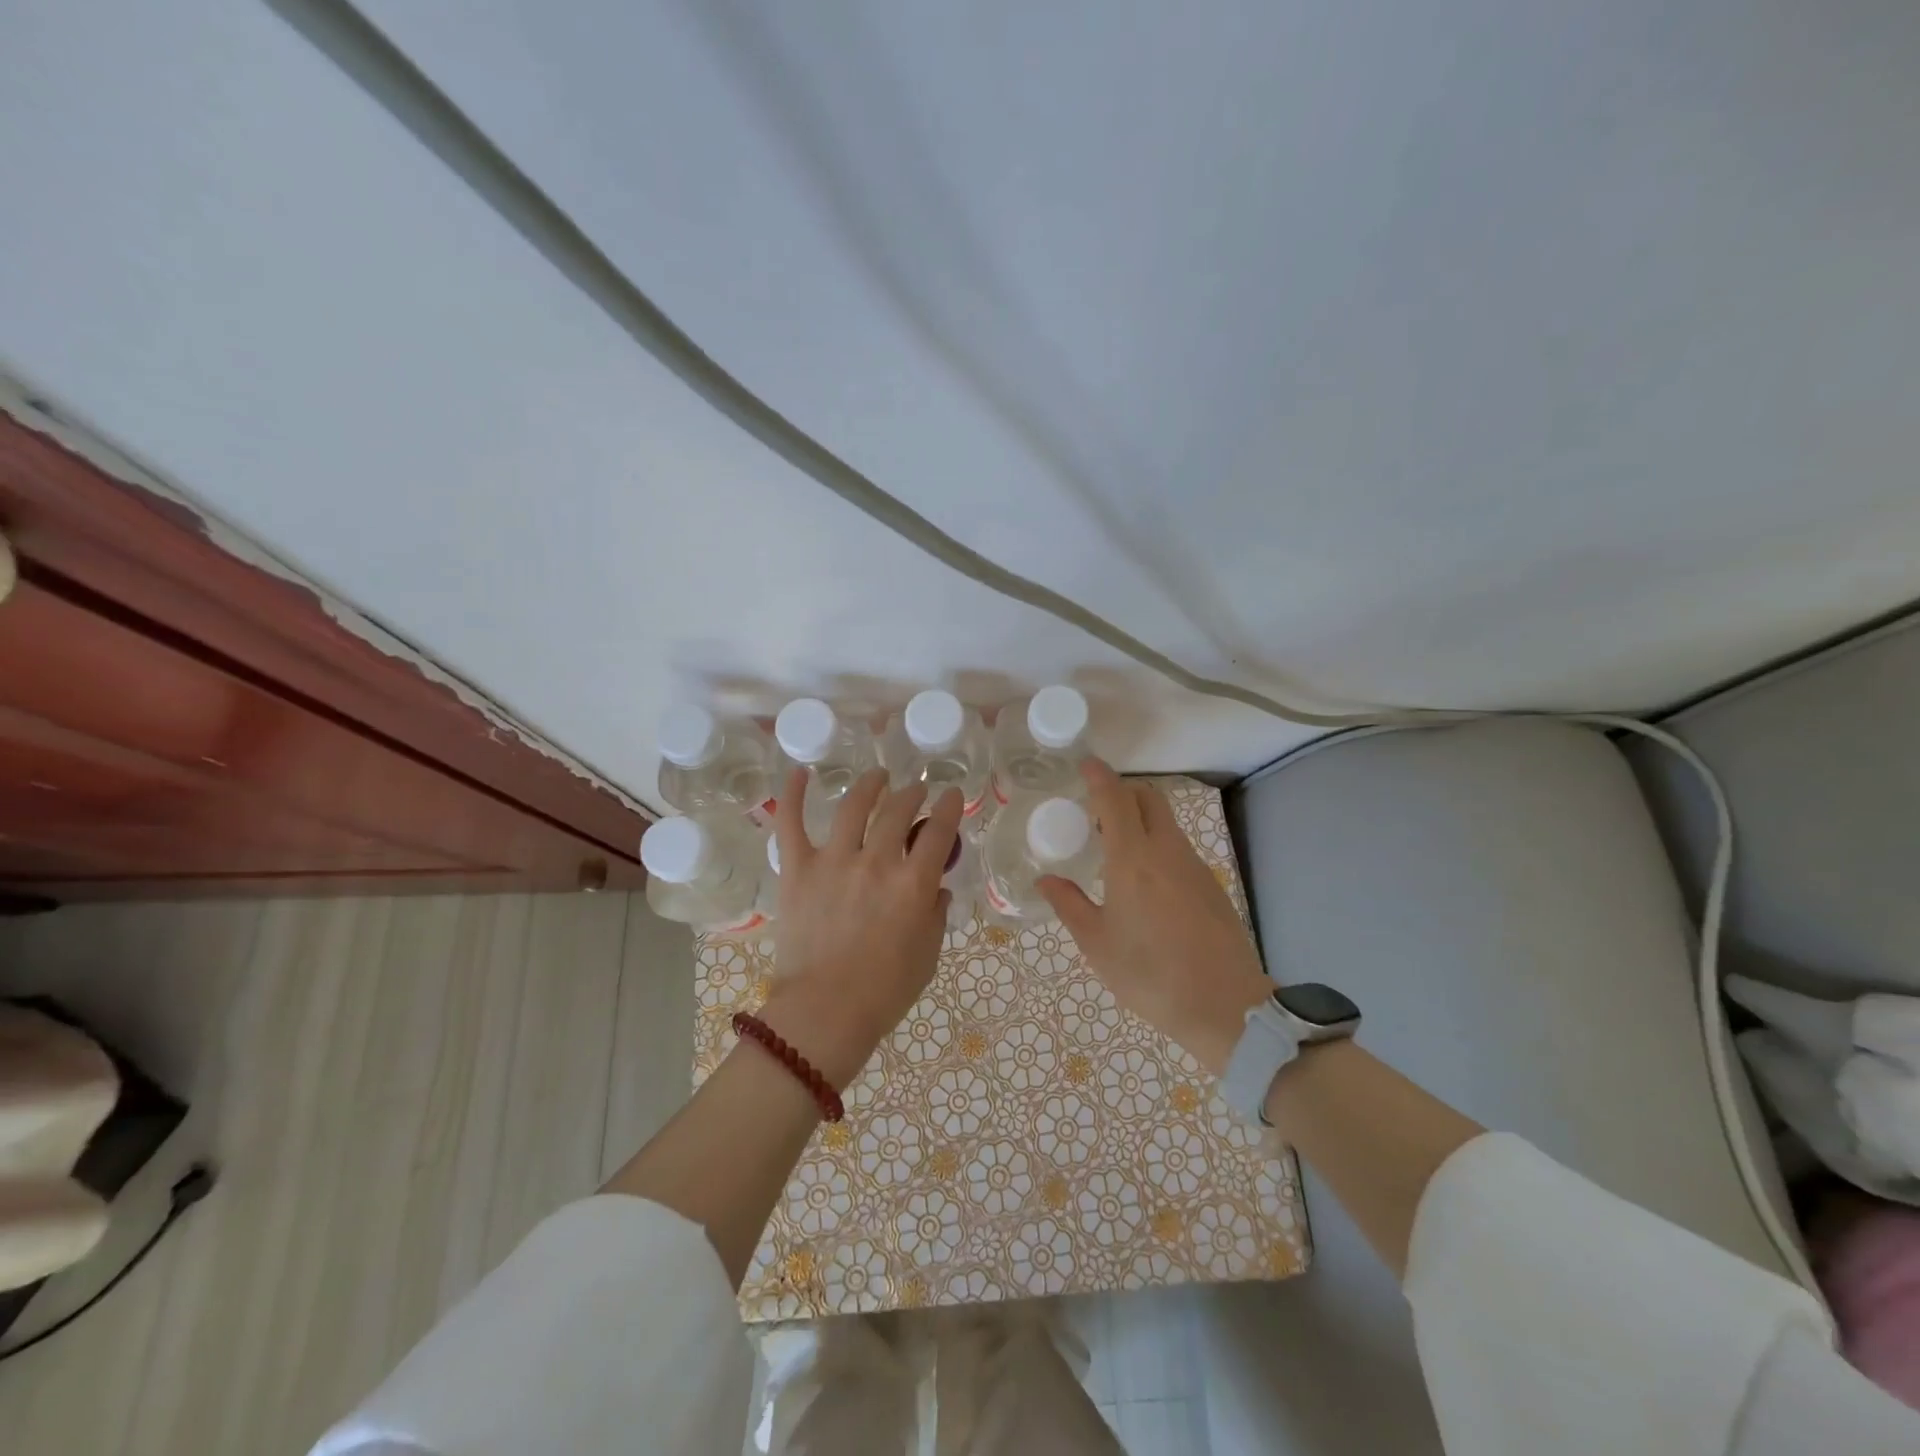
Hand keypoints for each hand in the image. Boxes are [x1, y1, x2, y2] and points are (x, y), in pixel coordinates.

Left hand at [759, 767, 962, 1088]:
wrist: (826, 1012)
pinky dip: (792, 794)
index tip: (951, 795)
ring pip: (853, 806)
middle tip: (916, 789)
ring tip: (878, 776)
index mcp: (914, 883)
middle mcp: (877, 861)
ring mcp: (834, 861)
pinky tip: (799, 773)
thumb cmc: (885, 991)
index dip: (948, 807)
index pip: (939, 831)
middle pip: (899, 811)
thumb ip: (936, 914)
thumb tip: (938, 889)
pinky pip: (790, 823)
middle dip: (913, 793)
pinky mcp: (797, 869)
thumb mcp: (928, 953)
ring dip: (870, 784)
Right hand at [1039, 759, 1272, 1075]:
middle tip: (1096, 812)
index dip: (1099, 776)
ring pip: (1166, 821)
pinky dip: (1157, 843)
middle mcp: (1166, 851)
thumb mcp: (1097, 944)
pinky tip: (1144, 879)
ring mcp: (1194, 865)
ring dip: (1140, 818)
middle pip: (1148, 798)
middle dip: (1122, 791)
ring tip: (1115, 848)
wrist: (1225, 1007)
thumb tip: (1045, 880)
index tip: (1085, 765)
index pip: (1115, 798)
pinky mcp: (1210, 883)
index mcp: (1132, 859)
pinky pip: (1178, 846)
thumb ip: (1070, 905)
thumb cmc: (1150, 975)